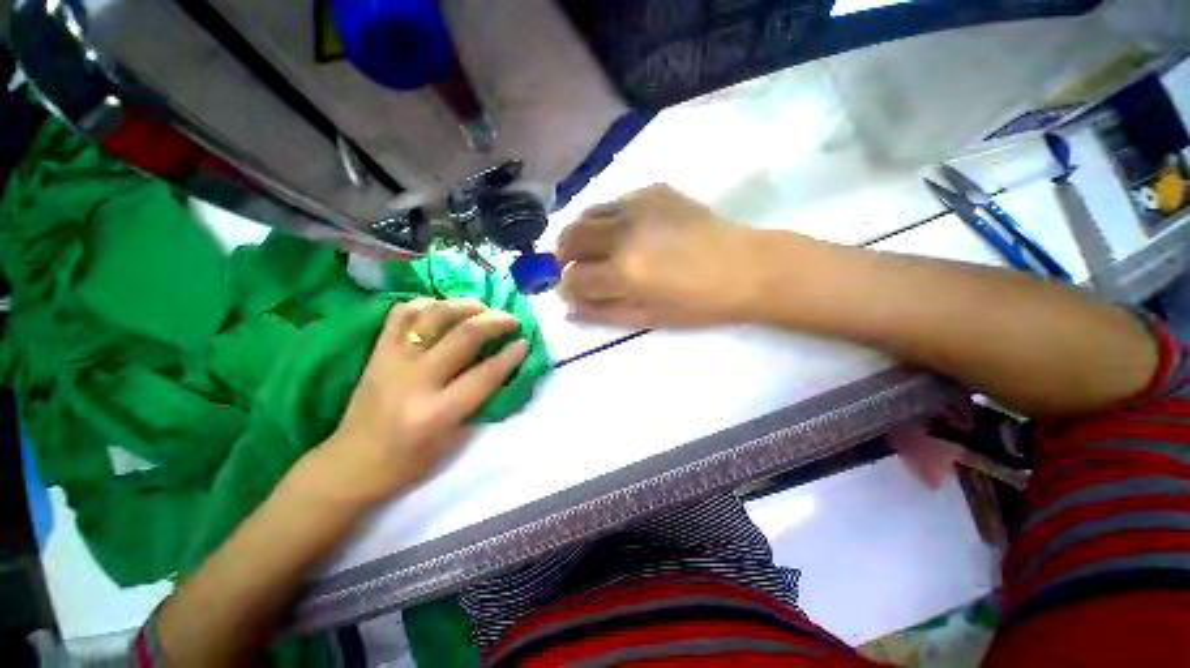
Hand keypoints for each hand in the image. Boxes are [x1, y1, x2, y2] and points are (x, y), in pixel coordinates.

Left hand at [298, 299, 529, 509]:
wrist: (349, 465)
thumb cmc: (407, 463)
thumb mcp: (453, 443)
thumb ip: (479, 404)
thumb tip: (501, 370)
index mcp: (438, 413)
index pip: (485, 374)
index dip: (511, 355)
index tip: (525, 342)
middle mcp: (416, 381)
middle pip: (465, 336)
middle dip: (496, 321)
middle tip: (511, 320)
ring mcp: (393, 361)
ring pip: (434, 316)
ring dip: (465, 306)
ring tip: (482, 308)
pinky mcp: (377, 352)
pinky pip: (401, 314)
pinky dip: (426, 304)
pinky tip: (443, 309)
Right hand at [556, 184, 763, 327]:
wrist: (746, 267)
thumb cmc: (699, 303)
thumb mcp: (649, 318)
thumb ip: (604, 313)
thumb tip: (569, 309)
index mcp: (624, 271)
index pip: (574, 278)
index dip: (567, 287)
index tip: (571, 293)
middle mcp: (623, 233)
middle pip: (571, 238)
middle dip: (563, 256)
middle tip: (571, 268)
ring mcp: (638, 206)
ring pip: (587, 213)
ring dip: (578, 233)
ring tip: (587, 248)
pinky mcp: (654, 191)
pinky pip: (614, 202)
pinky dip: (605, 219)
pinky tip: (619, 231)